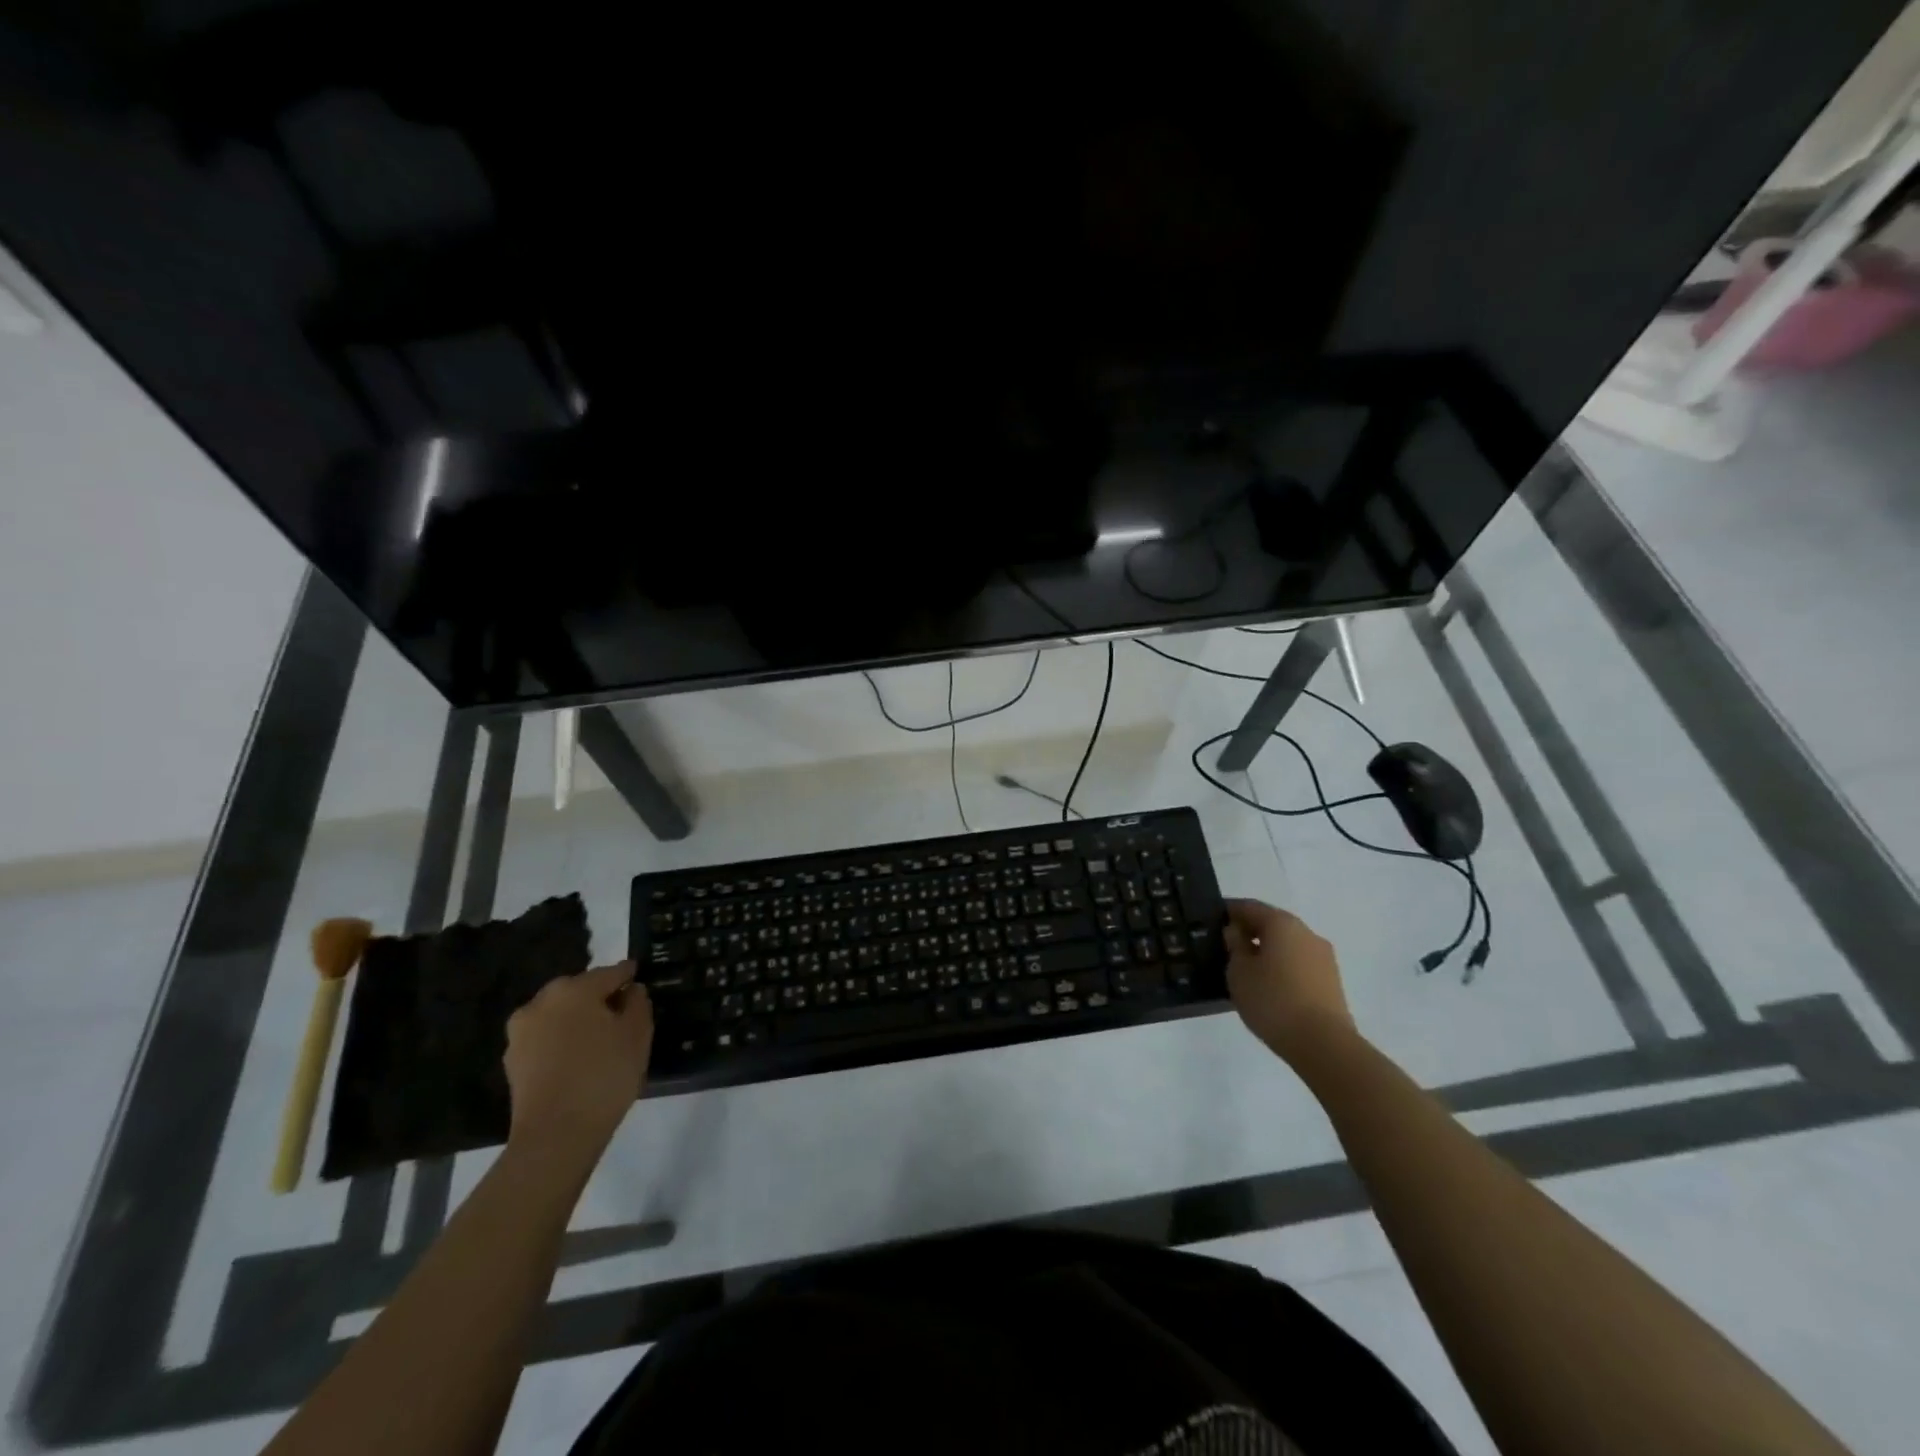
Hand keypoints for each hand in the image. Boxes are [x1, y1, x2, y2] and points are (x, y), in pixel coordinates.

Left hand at [504, 962, 652, 1166]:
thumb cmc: (604, 1075)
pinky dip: (561, 1040)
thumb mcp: (638, 1034)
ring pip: (558, 1014)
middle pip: (579, 990)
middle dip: (599, 996)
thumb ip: (638, 1003)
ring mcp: (522, 1031)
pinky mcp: (512, 1060)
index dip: (628, 975)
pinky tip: (577, 1057)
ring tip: (598, 1037)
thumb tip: (630, 991)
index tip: (639, 977)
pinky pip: (545, 1037)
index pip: (610, 972)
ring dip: (577, 1018)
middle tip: (620, 1011)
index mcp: (575, 989)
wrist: (556, 1135)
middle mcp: (542, 1001)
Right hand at [1224, 900, 1355, 1064]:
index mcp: (1282, 923)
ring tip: (1245, 972)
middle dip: (1248, 932)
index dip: (1228, 911)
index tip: (1211, 922)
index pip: (1249, 906)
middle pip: (1271, 924)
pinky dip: (1281, 968)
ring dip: (1266, 952)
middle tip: (1225, 948)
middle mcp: (1307, 933)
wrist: (1324, 1045)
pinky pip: (1299, 965)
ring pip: (1287, 945)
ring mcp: (1323, 958)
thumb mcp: (1238, 972)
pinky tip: (1268, 988)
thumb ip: (1234, 946)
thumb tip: (1236, 932)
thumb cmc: (1273, 1000)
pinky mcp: (1331, 982)